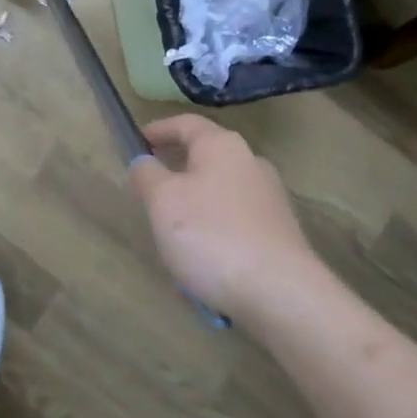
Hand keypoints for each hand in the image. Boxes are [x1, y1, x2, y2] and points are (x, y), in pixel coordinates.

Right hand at [131, 116, 317, 323]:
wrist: (281, 294)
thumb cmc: (212, 235)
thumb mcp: (162, 200)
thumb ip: (146, 174)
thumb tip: (144, 162)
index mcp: (222, 146)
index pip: (185, 123)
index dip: (158, 130)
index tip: (135, 141)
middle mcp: (251, 163)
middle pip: (205, 158)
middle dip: (175, 172)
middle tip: (148, 191)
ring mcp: (269, 199)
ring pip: (218, 195)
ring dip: (193, 209)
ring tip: (170, 238)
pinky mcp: (279, 234)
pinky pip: (234, 225)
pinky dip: (213, 235)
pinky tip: (200, 267)